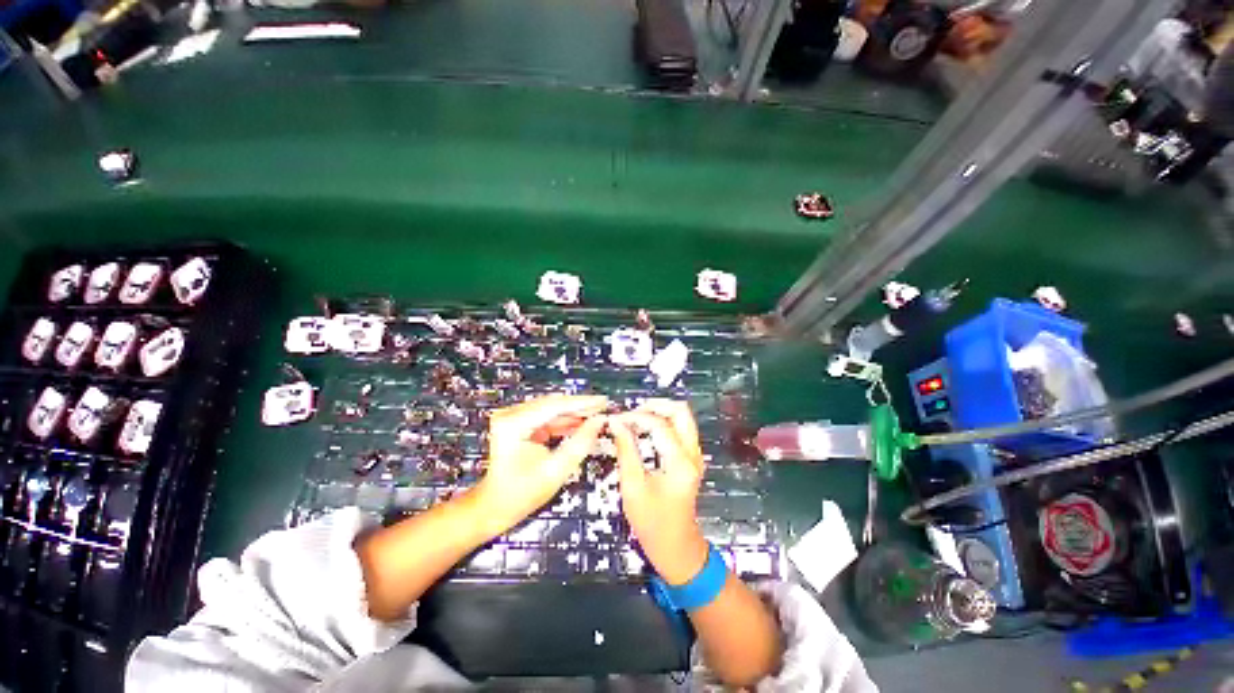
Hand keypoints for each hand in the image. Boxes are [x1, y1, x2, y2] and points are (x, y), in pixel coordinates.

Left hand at [472, 394, 608, 536]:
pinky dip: (563, 420)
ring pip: (551, 409)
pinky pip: (545, 417)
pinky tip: (579, 423)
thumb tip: (598, 421)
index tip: (602, 402)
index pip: (555, 406)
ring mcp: (512, 418)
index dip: (582, 403)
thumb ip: (580, 443)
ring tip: (595, 416)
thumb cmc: (521, 494)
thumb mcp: (556, 470)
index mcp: (513, 424)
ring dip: (573, 413)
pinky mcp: (517, 423)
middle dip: (579, 407)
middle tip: (602, 408)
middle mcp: (510, 415)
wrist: (495, 506)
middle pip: (553, 404)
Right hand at [610, 399, 708, 584]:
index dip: (635, 418)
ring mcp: (696, 454)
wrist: (677, 547)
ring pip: (683, 417)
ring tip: (636, 419)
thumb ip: (626, 451)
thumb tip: (616, 424)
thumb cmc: (652, 523)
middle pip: (680, 411)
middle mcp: (693, 453)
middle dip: (655, 406)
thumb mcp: (633, 487)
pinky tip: (646, 429)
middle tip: (631, 414)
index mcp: (680, 462)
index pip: (658, 425)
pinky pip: (681, 428)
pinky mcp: (692, 457)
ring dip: (660, 412)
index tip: (615, 420)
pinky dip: (664, 421)